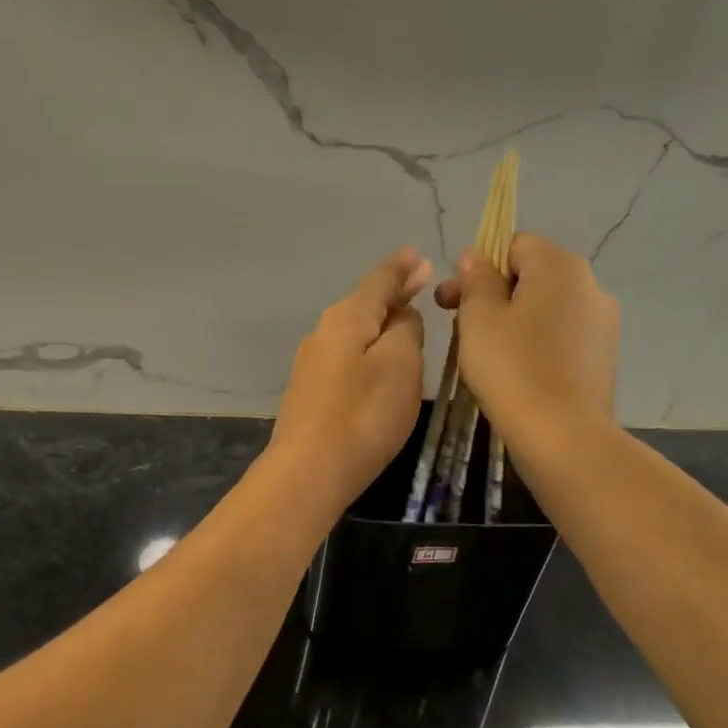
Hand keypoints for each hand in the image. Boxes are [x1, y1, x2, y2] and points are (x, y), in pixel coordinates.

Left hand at [269, 248, 431, 510]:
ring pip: (355, 328)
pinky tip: (378, 356)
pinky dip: (368, 345)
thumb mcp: (400, 363)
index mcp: (348, 316)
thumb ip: (406, 328)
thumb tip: (401, 314)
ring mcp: (313, 361)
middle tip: (419, 282)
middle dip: (392, 291)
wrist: (308, 470)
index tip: (419, 257)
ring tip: (404, 316)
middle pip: (364, 302)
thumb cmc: (364, 413)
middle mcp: (325, 330)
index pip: (380, 280)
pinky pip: (347, 353)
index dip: (402, 268)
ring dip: (380, 320)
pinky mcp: (311, 389)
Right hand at [435, 233, 618, 438]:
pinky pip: (560, 334)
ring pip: (545, 306)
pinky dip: (534, 341)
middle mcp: (590, 285)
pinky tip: (514, 370)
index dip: (479, 266)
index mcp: (560, 267)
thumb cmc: (512, 367)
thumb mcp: (479, 317)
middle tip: (455, 323)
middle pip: (531, 274)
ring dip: (511, 317)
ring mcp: (602, 323)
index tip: (453, 298)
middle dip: (492, 293)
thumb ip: (477, 279)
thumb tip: (476, 256)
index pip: (514, 244)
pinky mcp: (602, 356)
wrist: (564, 437)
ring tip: (482, 350)